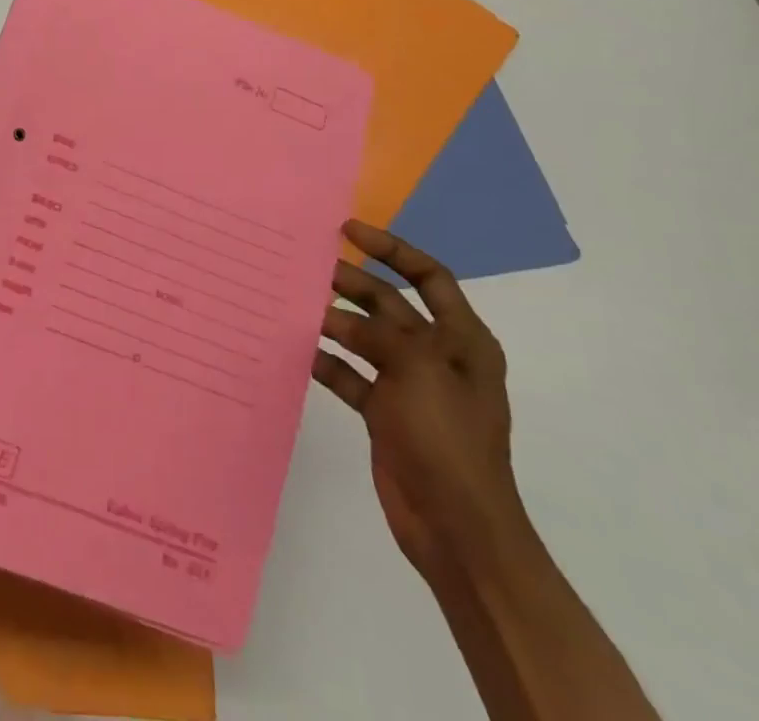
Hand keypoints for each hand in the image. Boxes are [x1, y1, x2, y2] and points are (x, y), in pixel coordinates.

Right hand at [314, 220, 529, 577]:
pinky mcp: (386, 413)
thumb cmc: (447, 438)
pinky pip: (350, 374)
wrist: (457, 528)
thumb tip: (330, 314)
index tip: (348, 229)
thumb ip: (376, 332)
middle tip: (308, 266)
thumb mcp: (417, 370)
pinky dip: (327, 361)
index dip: (392, 249)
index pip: (429, 276)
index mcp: (462, 340)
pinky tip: (298, 350)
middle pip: (390, 304)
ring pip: (366, 337)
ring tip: (296, 302)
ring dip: (334, 320)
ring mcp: (410, 386)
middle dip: (352, 282)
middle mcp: (437, 356)